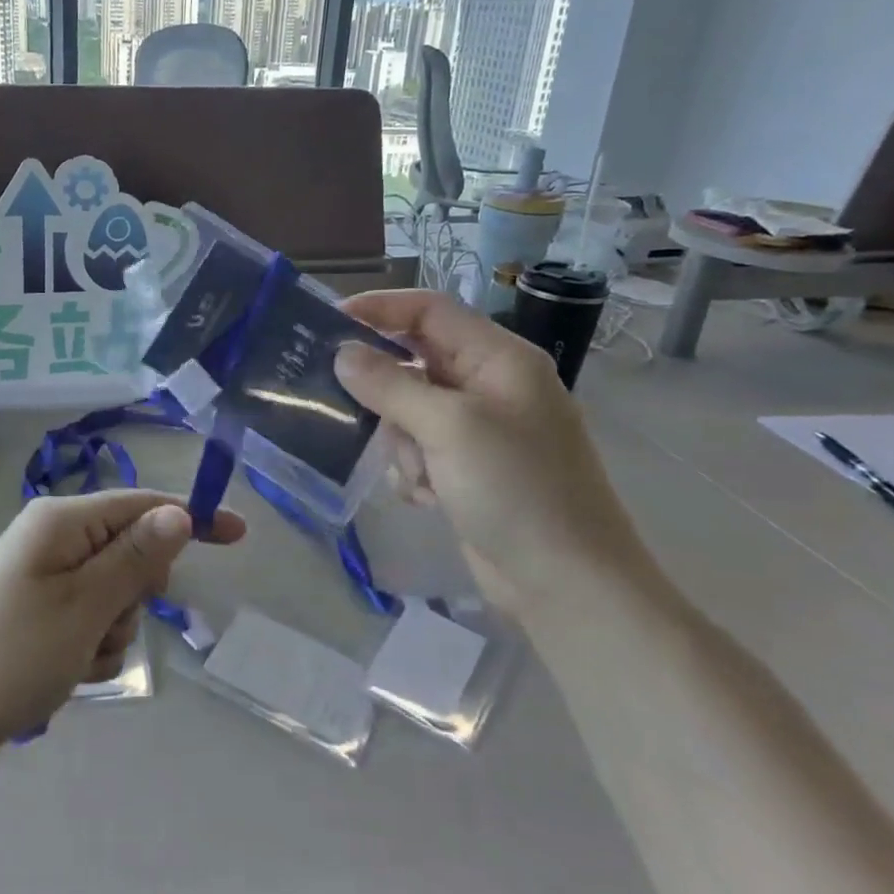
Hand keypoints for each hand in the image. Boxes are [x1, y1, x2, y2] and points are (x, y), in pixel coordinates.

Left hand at [0, 491, 244, 760]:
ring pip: (113, 594)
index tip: (239, 535)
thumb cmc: (9, 655)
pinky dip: (89, 646)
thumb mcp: (83, 606)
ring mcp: (42, 575)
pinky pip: (88, 618)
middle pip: (130, 551)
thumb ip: (135, 558)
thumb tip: (178, 512)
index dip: (193, 517)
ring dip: (110, 630)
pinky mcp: (35, 609)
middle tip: (105, 628)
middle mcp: (53, 537)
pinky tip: (62, 673)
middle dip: (134, 595)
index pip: (143, 505)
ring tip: (74, 660)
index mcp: (62, 521)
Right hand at [333, 289, 656, 616]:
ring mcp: (478, 430)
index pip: (429, 311)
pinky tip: (426, 498)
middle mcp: (488, 385)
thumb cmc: (515, 488)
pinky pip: (417, 449)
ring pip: (407, 410)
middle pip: (413, 362)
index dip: (379, 309)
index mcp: (498, 358)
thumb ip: (389, 384)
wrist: (566, 584)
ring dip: (401, 441)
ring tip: (419, 474)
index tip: (328, 323)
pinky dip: (412, 469)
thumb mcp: (448, 427)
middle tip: (340, 400)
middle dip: (384, 389)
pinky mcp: (466, 468)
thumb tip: (342, 353)